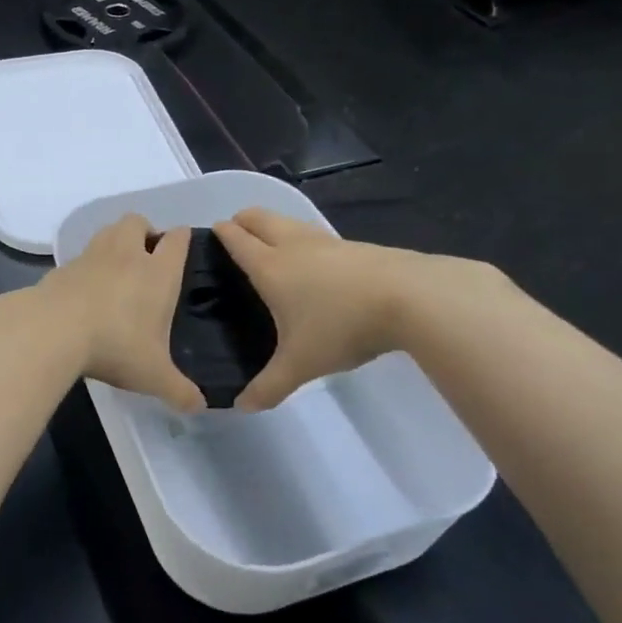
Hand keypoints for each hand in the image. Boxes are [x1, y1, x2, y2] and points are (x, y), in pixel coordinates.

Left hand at [37, 215, 204, 412]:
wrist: (53, 330)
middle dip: (145, 231)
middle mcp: (126, 255)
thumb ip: (178, 390)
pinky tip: (86, 289)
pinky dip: (87, 265)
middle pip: (137, 221)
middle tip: (146, 256)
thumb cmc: (116, 346)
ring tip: (117, 268)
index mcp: (158, 272)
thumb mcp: (153, 375)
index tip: (182, 245)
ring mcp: (91, 256)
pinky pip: (81, 256)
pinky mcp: (62, 267)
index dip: (182, 238)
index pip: (176, 239)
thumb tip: (199, 406)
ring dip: (115, 240)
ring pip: (107, 231)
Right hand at [213, 207, 497, 410]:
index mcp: (269, 266)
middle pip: (258, 217)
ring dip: (272, 226)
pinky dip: (301, 239)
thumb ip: (269, 386)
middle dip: (242, 220)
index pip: (236, 239)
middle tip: (234, 237)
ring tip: (270, 247)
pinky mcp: (353, 246)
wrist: (410, 298)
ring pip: (288, 221)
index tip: (210, 235)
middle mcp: (292, 245)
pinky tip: (312, 263)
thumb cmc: (341, 326)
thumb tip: (241, 406)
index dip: (220, 234)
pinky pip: (314, 234)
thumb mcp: (301, 365)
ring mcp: (325, 241)